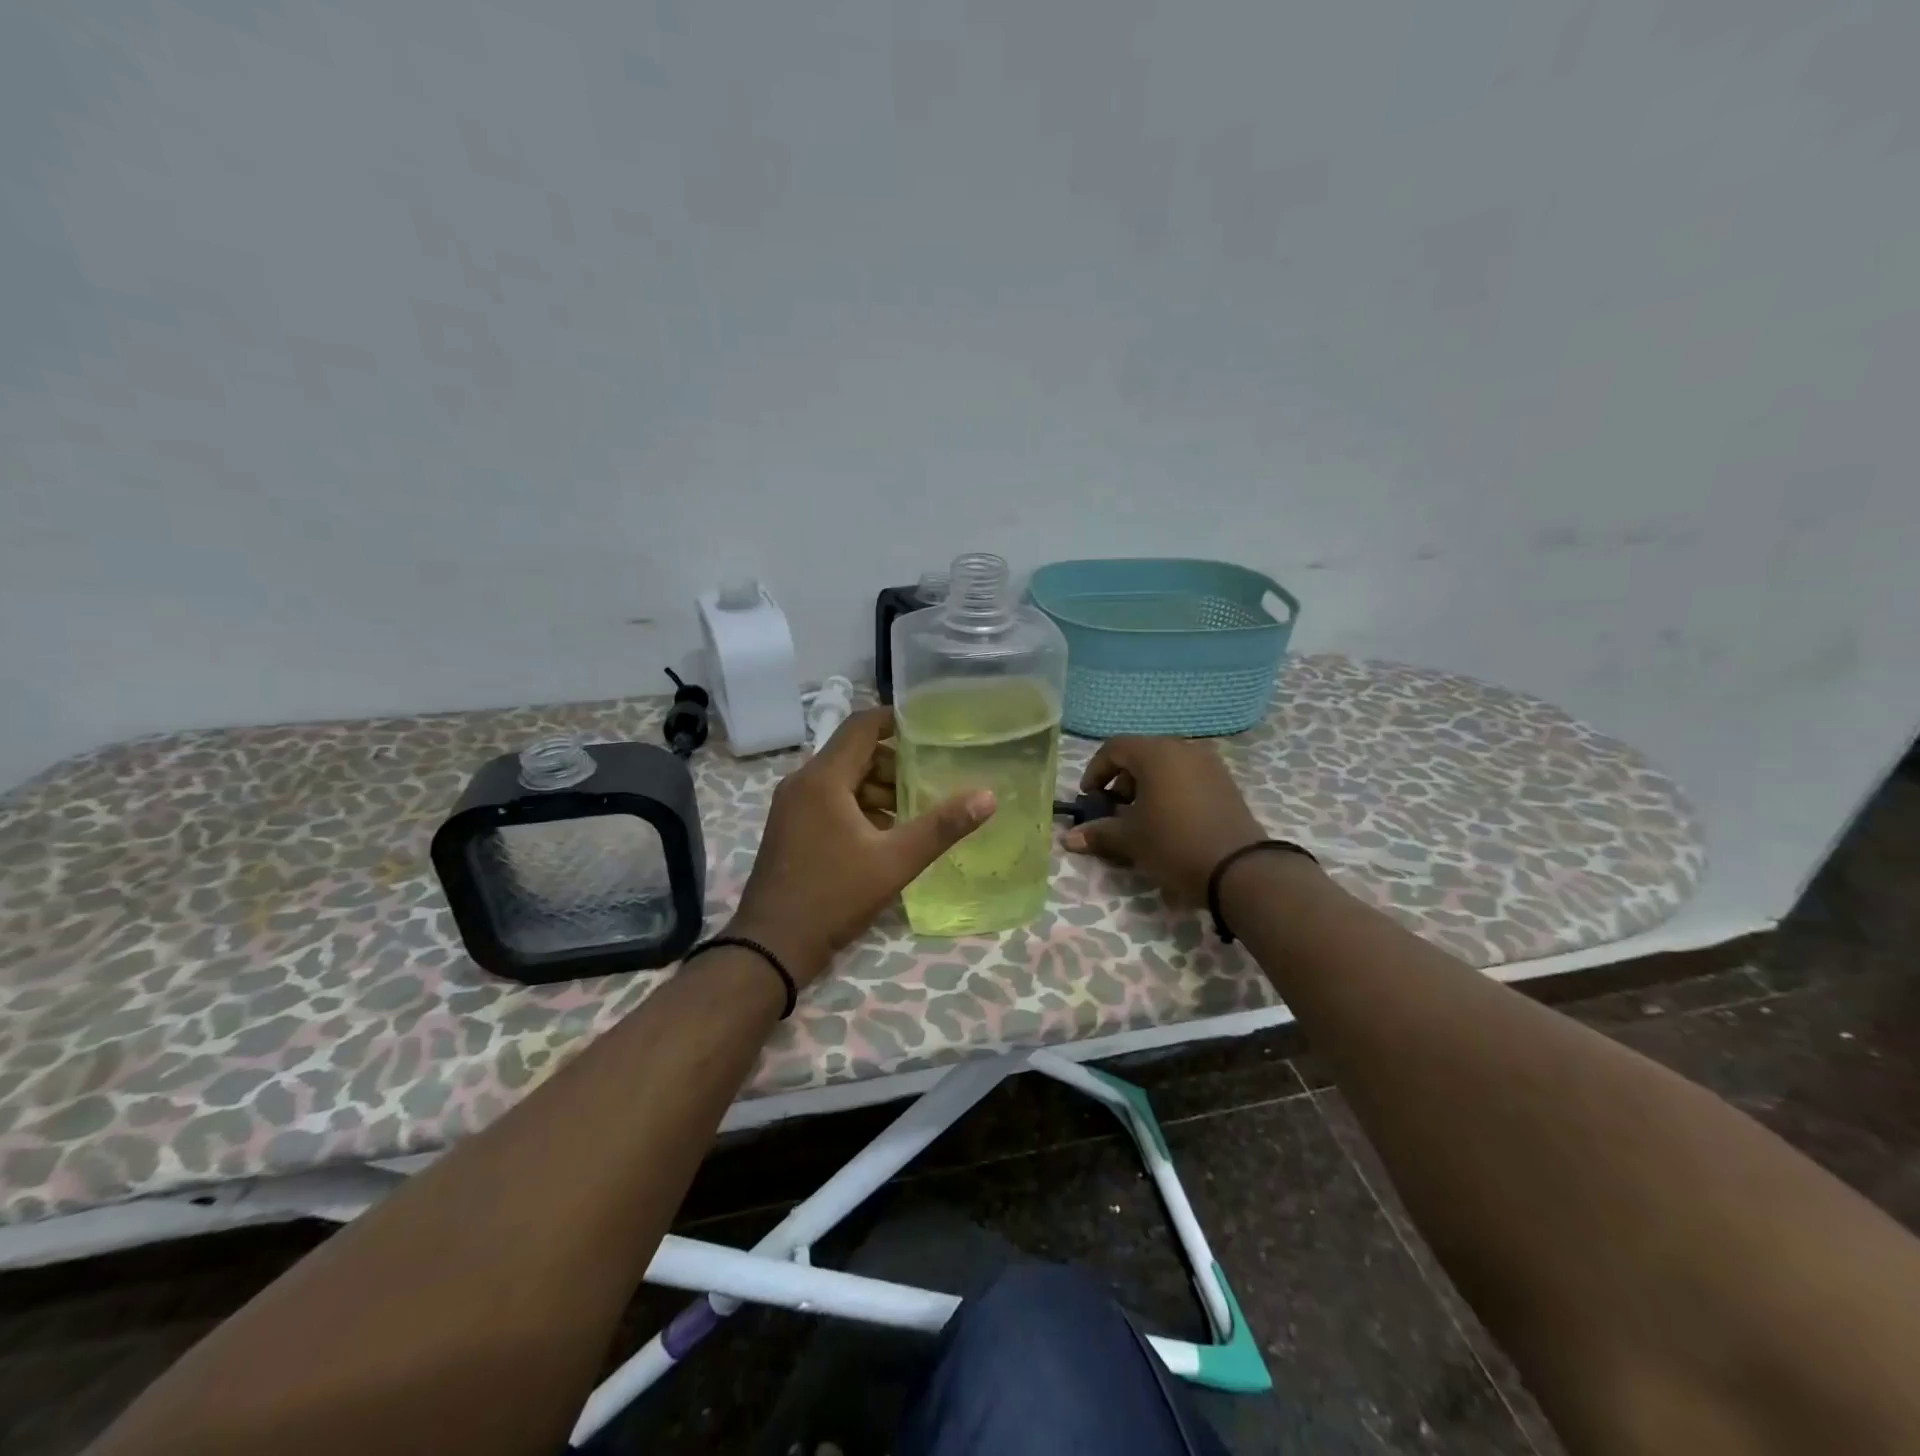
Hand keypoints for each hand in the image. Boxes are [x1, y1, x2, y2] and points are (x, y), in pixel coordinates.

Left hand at [729, 707, 995, 986]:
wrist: (771, 947)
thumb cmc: (833, 897)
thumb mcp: (895, 862)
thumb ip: (942, 827)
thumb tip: (987, 796)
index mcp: (823, 779)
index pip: (861, 726)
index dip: (896, 720)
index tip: (931, 730)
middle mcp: (802, 783)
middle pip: (854, 753)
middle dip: (894, 764)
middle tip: (930, 782)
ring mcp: (792, 807)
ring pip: (843, 780)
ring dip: (878, 789)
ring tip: (914, 813)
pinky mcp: (790, 828)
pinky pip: (830, 801)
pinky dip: (859, 807)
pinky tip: (885, 835)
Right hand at [1065, 736, 1267, 905]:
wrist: (1239, 869)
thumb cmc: (1174, 844)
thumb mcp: (1131, 839)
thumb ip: (1099, 833)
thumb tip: (1069, 838)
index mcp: (1156, 753)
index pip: (1115, 748)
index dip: (1096, 771)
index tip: (1090, 798)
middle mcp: (1184, 749)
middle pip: (1141, 754)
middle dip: (1122, 781)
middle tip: (1114, 810)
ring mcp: (1210, 764)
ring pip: (1166, 766)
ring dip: (1147, 787)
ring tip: (1141, 819)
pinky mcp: (1226, 783)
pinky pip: (1188, 778)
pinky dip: (1171, 791)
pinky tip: (1169, 822)